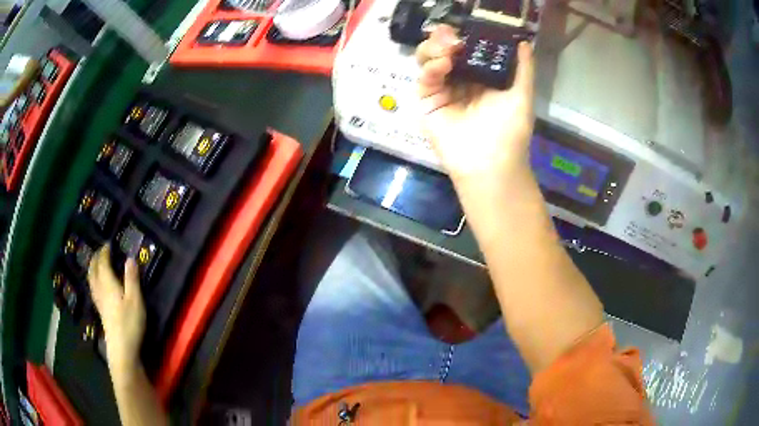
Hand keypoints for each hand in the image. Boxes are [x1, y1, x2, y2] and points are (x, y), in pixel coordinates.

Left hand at [88, 245, 145, 378]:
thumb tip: (130, 258)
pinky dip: (94, 280)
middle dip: (96, 258)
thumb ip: (132, 279)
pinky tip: (98, 286)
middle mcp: (100, 289)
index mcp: (108, 283)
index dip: (105, 252)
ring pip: (91, 280)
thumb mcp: (135, 300)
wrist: (122, 349)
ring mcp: (99, 301)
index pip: (103, 262)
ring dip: (93, 268)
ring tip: (96, 264)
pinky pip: (93, 289)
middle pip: (93, 270)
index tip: (108, 244)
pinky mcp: (101, 311)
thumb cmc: (129, 323)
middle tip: (101, 251)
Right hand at [416, 25, 535, 184]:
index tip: (465, 29)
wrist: (492, 165)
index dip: (463, 37)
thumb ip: (523, 69)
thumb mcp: (522, 96)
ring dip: (434, 49)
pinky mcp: (428, 103)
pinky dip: (431, 68)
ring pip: (429, 61)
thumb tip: (525, 43)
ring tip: (448, 46)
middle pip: (444, 52)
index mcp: (480, 78)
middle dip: (444, 39)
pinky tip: (443, 64)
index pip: (467, 50)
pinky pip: (424, 79)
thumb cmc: (510, 132)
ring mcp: (442, 91)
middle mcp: (460, 81)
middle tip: (451, 34)